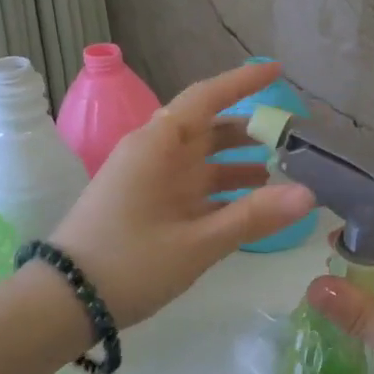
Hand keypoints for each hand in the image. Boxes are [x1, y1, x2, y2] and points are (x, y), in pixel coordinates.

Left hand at [48, 62, 313, 328]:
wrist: (63, 302)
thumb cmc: (130, 263)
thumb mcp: (198, 243)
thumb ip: (254, 216)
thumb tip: (310, 195)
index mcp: (159, 146)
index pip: (207, 98)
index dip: (243, 82)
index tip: (278, 71)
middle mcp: (154, 155)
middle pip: (209, 128)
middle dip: (249, 129)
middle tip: (292, 137)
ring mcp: (149, 181)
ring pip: (202, 160)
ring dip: (238, 162)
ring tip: (281, 171)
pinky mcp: (147, 205)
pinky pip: (192, 186)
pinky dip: (222, 190)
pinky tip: (250, 204)